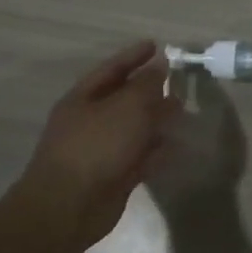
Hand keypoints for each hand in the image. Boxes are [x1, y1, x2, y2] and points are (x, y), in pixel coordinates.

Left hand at [22, 40, 175, 246]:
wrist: (69, 207)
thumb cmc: (97, 145)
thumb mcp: (127, 106)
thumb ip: (147, 84)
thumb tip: (160, 66)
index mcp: (83, 98)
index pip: (112, 68)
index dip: (134, 55)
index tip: (157, 45)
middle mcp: (89, 121)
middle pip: (123, 98)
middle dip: (150, 89)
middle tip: (176, 80)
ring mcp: (100, 150)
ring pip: (133, 128)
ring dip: (156, 119)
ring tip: (182, 111)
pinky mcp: (112, 176)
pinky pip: (139, 156)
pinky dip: (156, 150)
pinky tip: (176, 146)